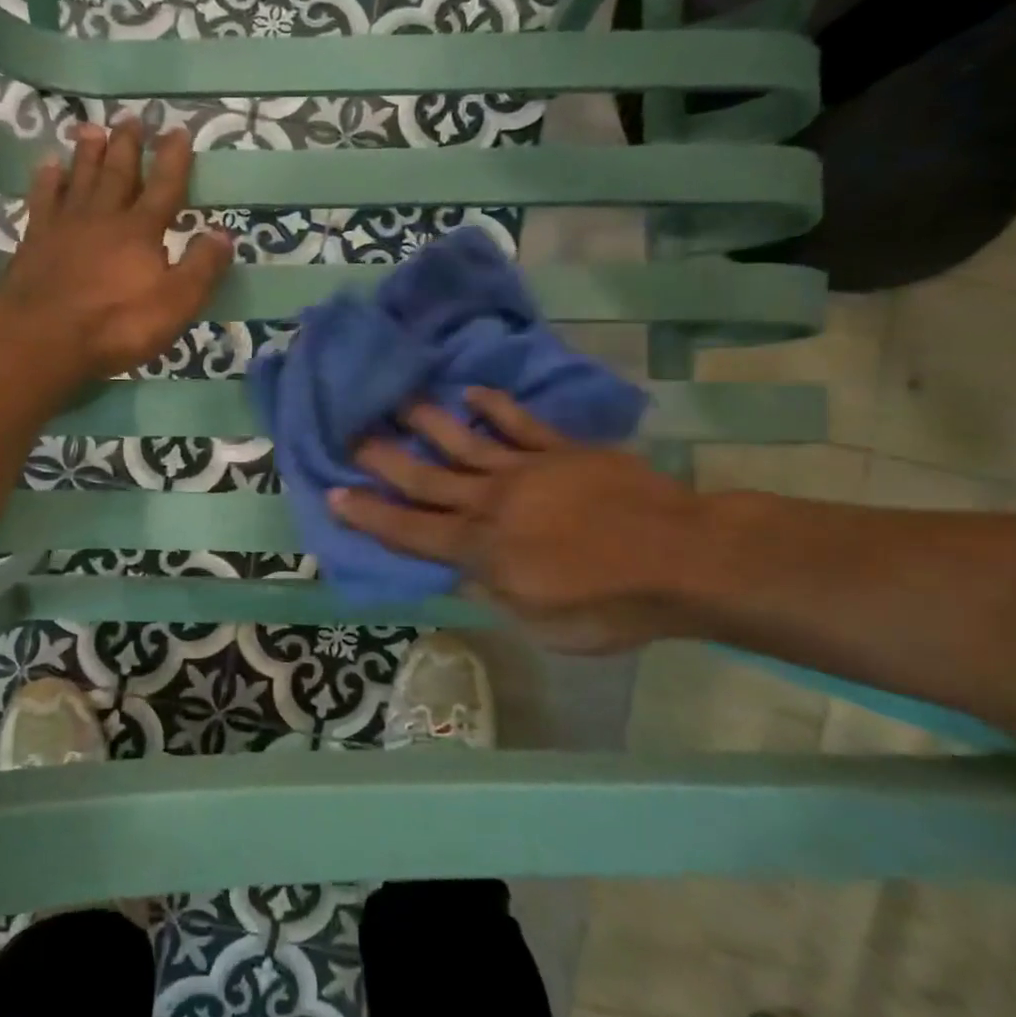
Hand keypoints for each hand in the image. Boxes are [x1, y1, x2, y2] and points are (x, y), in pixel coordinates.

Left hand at [0, 120, 232, 379]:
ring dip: (88, 153)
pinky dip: (48, 180)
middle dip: (128, 146)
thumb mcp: (176, 303)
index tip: (178, 131)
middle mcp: (103, 217)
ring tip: (92, 128)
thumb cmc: (117, 325)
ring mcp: (65, 226)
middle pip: (119, 174)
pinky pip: (43, 200)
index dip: (173, 159)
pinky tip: (49, 166)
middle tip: (132, 118)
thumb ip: (202, 268)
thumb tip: (224, 233)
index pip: (164, 187)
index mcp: (141, 231)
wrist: (42, 338)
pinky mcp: (34, 241)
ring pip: (80, 179)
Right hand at [329, 388, 708, 651]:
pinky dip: (494, 406)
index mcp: (483, 550)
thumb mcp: (544, 625)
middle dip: (384, 460)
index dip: (369, 515)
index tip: (334, 494)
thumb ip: (496, 593)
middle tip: (350, 435)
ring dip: (427, 422)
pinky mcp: (560, 450)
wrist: (681, 557)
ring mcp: (526, 470)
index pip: (410, 531)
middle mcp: (491, 503)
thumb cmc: (611, 604)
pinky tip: (472, 391)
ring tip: (397, 400)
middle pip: (426, 479)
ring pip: (463, 441)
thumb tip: (464, 572)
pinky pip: (519, 423)